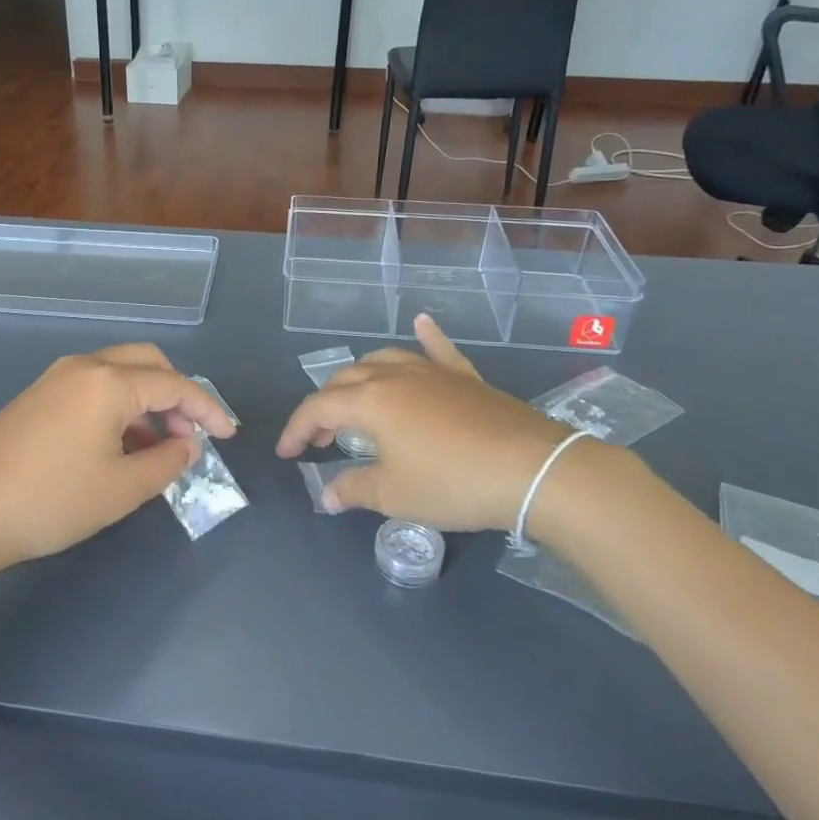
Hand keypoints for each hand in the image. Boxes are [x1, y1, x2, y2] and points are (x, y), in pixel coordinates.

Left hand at [0, 343, 236, 578]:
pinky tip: (117, 446)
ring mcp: (54, 379)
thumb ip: (167, 464)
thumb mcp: (121, 490)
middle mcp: (83, 367)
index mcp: (109, 382)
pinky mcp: (35, 397)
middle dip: (177, 394)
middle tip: (189, 435)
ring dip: (146, 402)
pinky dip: (117, 407)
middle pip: (146, 363)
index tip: (229, 435)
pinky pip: (91, 388)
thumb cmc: (51, 500)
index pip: (175, 384)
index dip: (208, 409)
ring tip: (155, 448)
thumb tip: (187, 446)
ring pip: (118, 374)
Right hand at [276, 314, 639, 540]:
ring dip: (359, 379)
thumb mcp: (394, 495)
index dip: (297, 431)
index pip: (317, 409)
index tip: (287, 455)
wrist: (531, 469)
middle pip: (345, 380)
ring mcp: (431, 371)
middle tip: (321, 441)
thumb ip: (353, 490)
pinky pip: (438, 349)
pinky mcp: (464, 377)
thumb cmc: (451, 482)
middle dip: (325, 408)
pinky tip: (421, 323)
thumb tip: (326, 496)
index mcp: (369, 401)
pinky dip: (425, 337)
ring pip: (382, 360)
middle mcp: (393, 375)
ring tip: (355, 403)